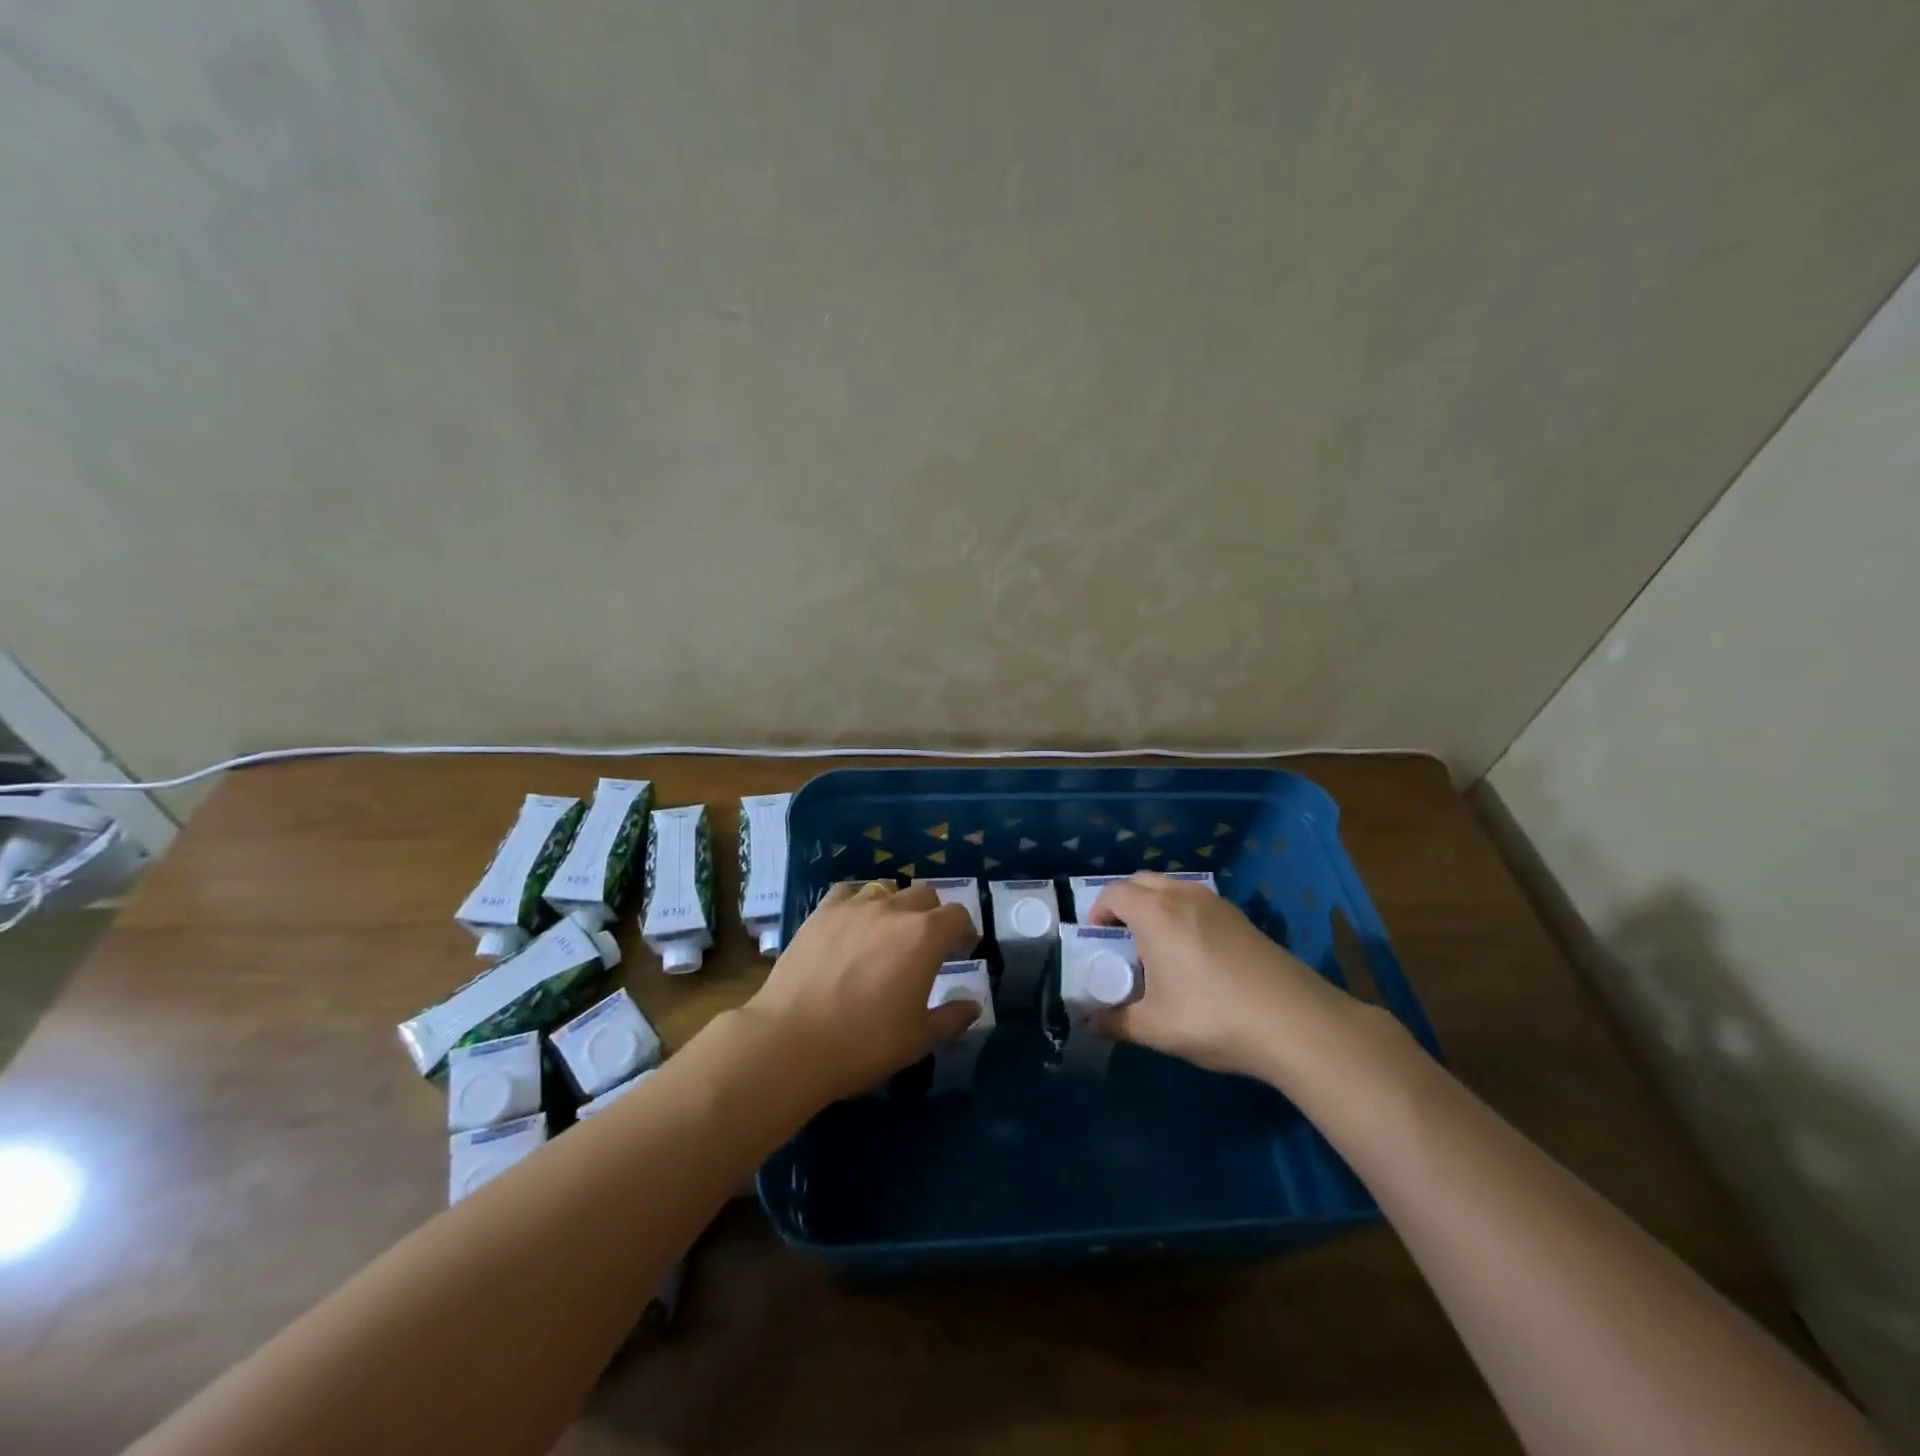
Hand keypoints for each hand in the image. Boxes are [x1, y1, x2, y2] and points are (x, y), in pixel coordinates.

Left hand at [743, 881, 981, 1102]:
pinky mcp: (821, 912)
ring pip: (887, 889)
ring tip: (888, 932)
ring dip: (896, 906)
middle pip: (924, 896)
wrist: (792, 1041)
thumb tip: (973, 1005)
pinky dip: (858, 901)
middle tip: (927, 945)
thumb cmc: (865, 1043)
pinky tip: (853, 922)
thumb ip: (952, 1017)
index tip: (963, 950)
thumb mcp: (919, 1039)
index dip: (965, 931)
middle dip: (933, 916)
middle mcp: (893, 910)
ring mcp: (854, 907)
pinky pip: (848, 892)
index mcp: (925, 936)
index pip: (957, 916)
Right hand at [1087, 872, 1355, 1079]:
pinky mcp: (1241, 918)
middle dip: (1124, 902)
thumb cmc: (1213, 1017)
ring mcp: (1217, 904)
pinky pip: (1197, 901)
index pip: (1114, 893)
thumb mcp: (1156, 1027)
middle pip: (1141, 882)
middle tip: (1121, 939)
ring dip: (1154, 905)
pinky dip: (1182, 913)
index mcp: (1156, 913)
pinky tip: (1193, 954)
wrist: (1295, 1022)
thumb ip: (1116, 1022)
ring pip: (1173, 888)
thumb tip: (1091, 1023)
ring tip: (1156, 946)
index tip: (1096, 939)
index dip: (1098, 911)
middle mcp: (1183, 896)